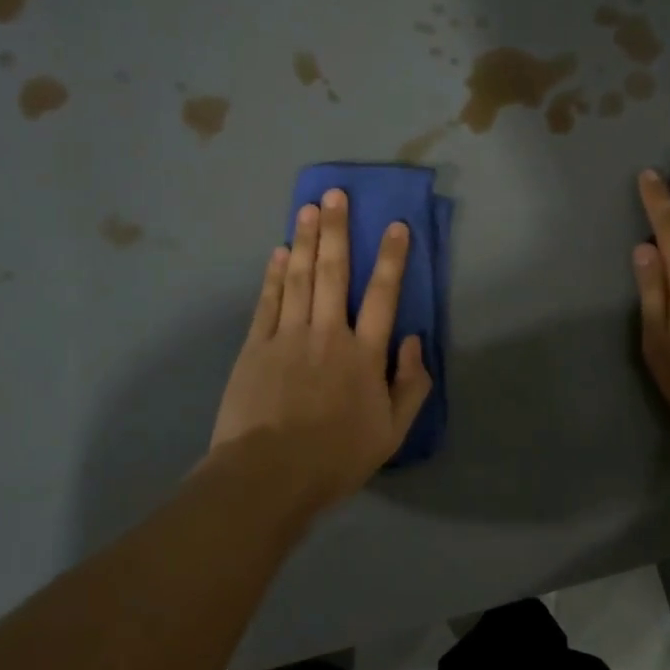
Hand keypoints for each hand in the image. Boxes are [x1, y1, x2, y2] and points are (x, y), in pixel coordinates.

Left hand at [210, 189, 431, 512]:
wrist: (267, 475)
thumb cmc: (336, 457)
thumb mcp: (392, 432)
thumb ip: (411, 384)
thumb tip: (413, 340)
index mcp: (364, 354)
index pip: (383, 295)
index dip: (391, 258)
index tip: (396, 226)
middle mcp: (328, 333)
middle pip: (334, 272)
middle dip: (337, 230)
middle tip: (336, 194)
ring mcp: (287, 336)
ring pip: (299, 277)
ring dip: (304, 240)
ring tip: (308, 207)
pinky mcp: (256, 346)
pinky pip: (268, 301)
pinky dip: (274, 274)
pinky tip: (278, 252)